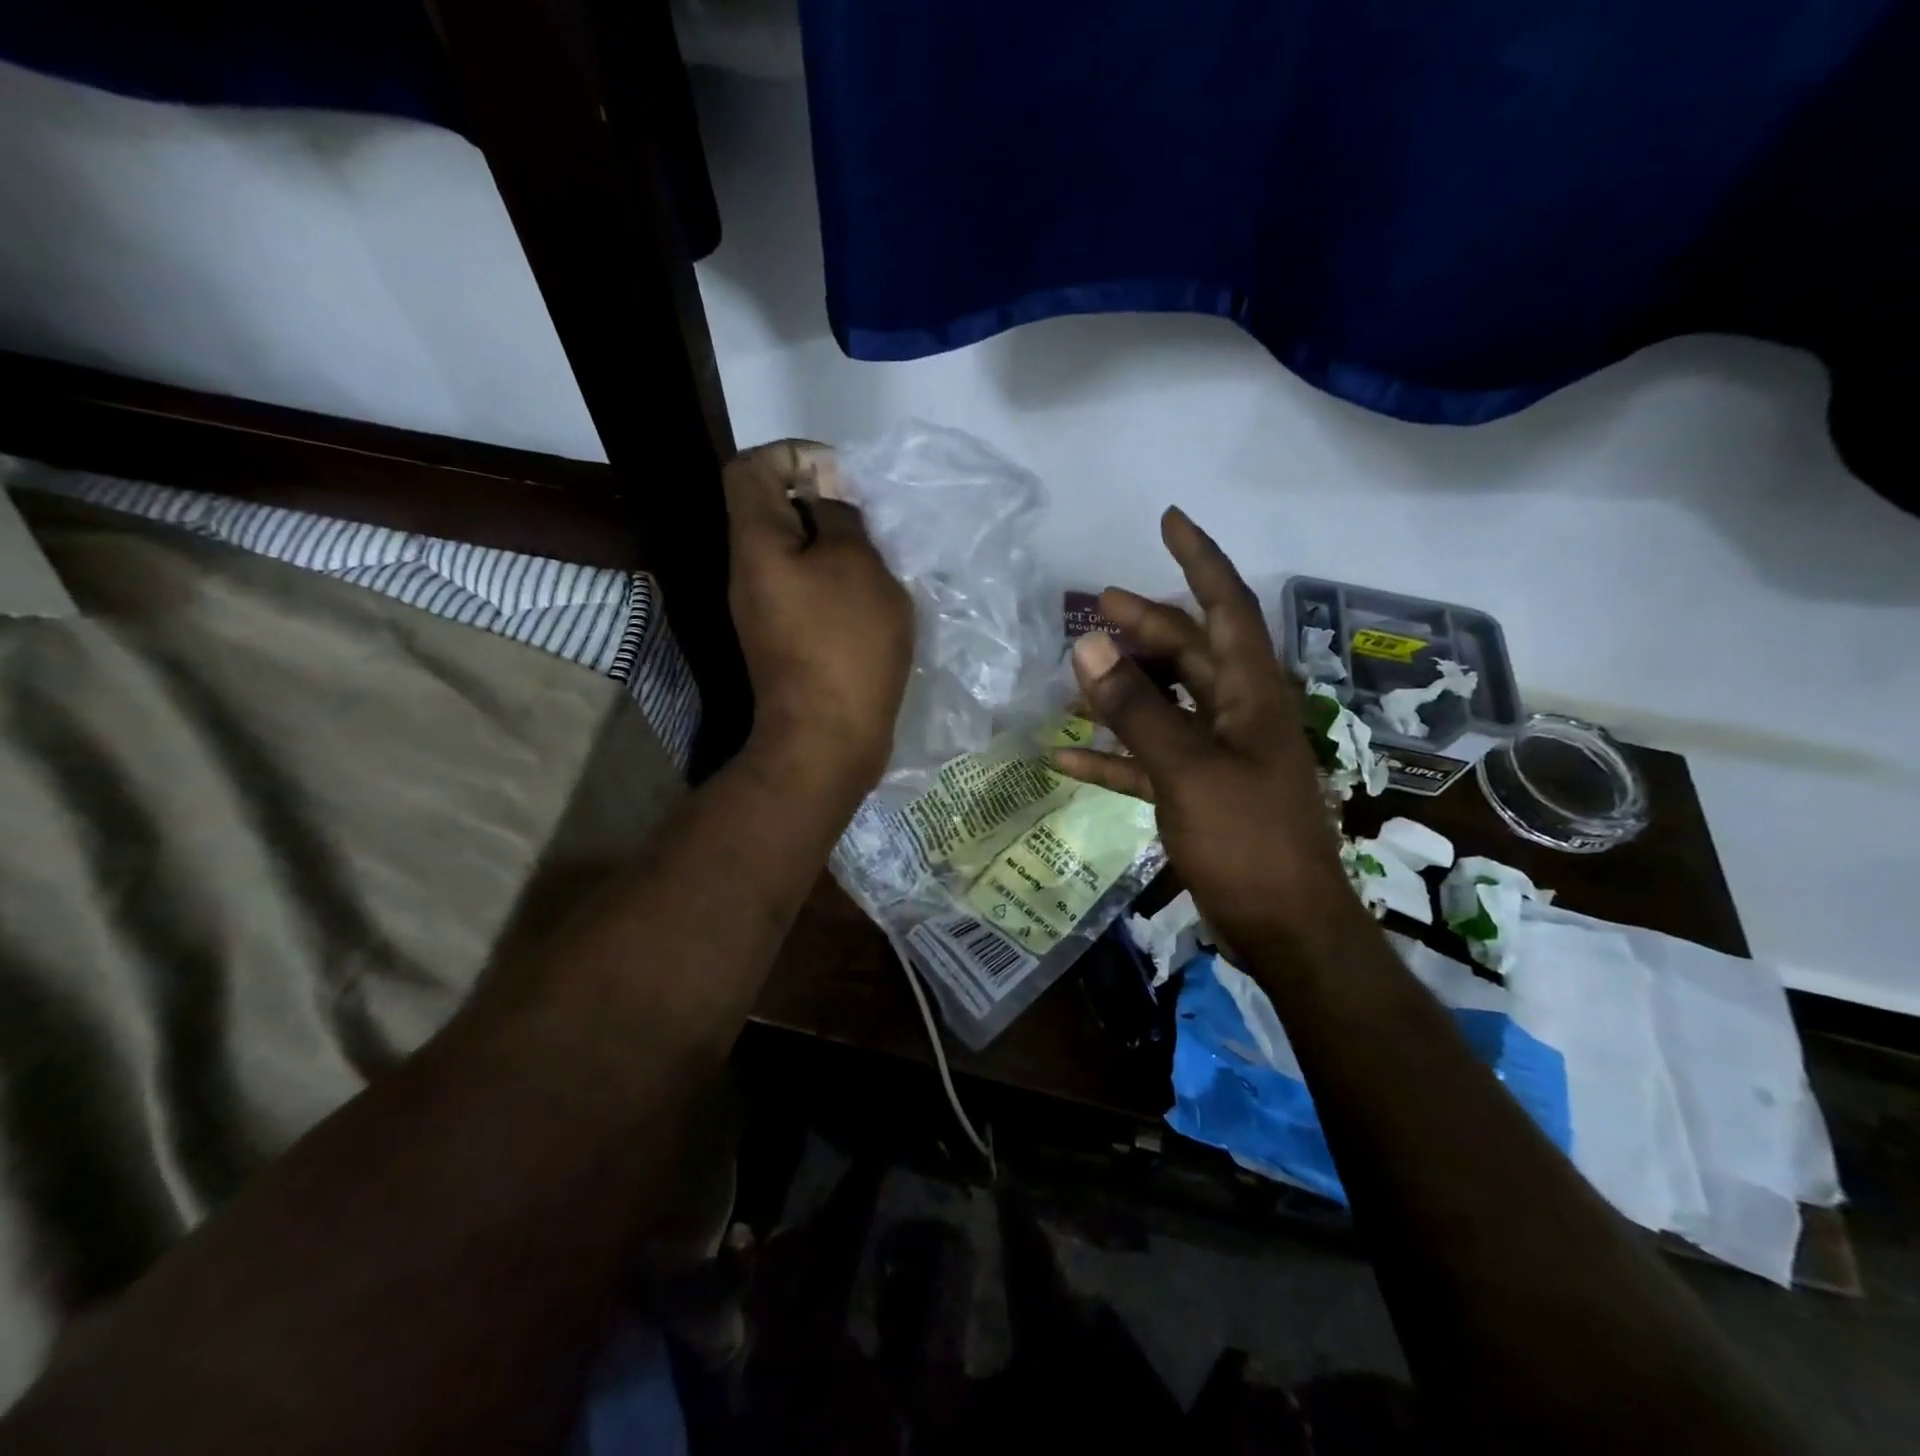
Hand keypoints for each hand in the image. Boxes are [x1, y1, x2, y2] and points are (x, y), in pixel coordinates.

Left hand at [724, 440, 912, 788]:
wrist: (826, 740)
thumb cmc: (845, 646)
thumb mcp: (856, 566)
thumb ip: (841, 518)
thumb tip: (827, 495)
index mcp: (756, 544)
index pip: (752, 468)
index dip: (795, 455)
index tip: (843, 479)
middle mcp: (749, 573)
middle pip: (774, 511)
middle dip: (824, 505)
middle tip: (871, 525)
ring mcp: (765, 611)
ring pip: (797, 555)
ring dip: (837, 550)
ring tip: (879, 566)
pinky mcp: (786, 642)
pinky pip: (808, 591)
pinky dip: (837, 585)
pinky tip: (873, 603)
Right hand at [1051, 509, 1361, 954]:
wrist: (1285, 929)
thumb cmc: (1247, 840)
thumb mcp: (1188, 768)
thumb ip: (1138, 708)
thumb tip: (1089, 646)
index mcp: (1250, 692)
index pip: (1227, 605)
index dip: (1199, 559)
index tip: (1168, 520)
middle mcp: (1238, 712)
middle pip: (1189, 652)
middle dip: (1145, 625)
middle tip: (1095, 606)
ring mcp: (1217, 754)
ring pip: (1166, 703)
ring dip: (1124, 687)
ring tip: (1076, 671)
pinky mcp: (1198, 793)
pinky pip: (1149, 760)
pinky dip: (1113, 754)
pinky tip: (1066, 756)